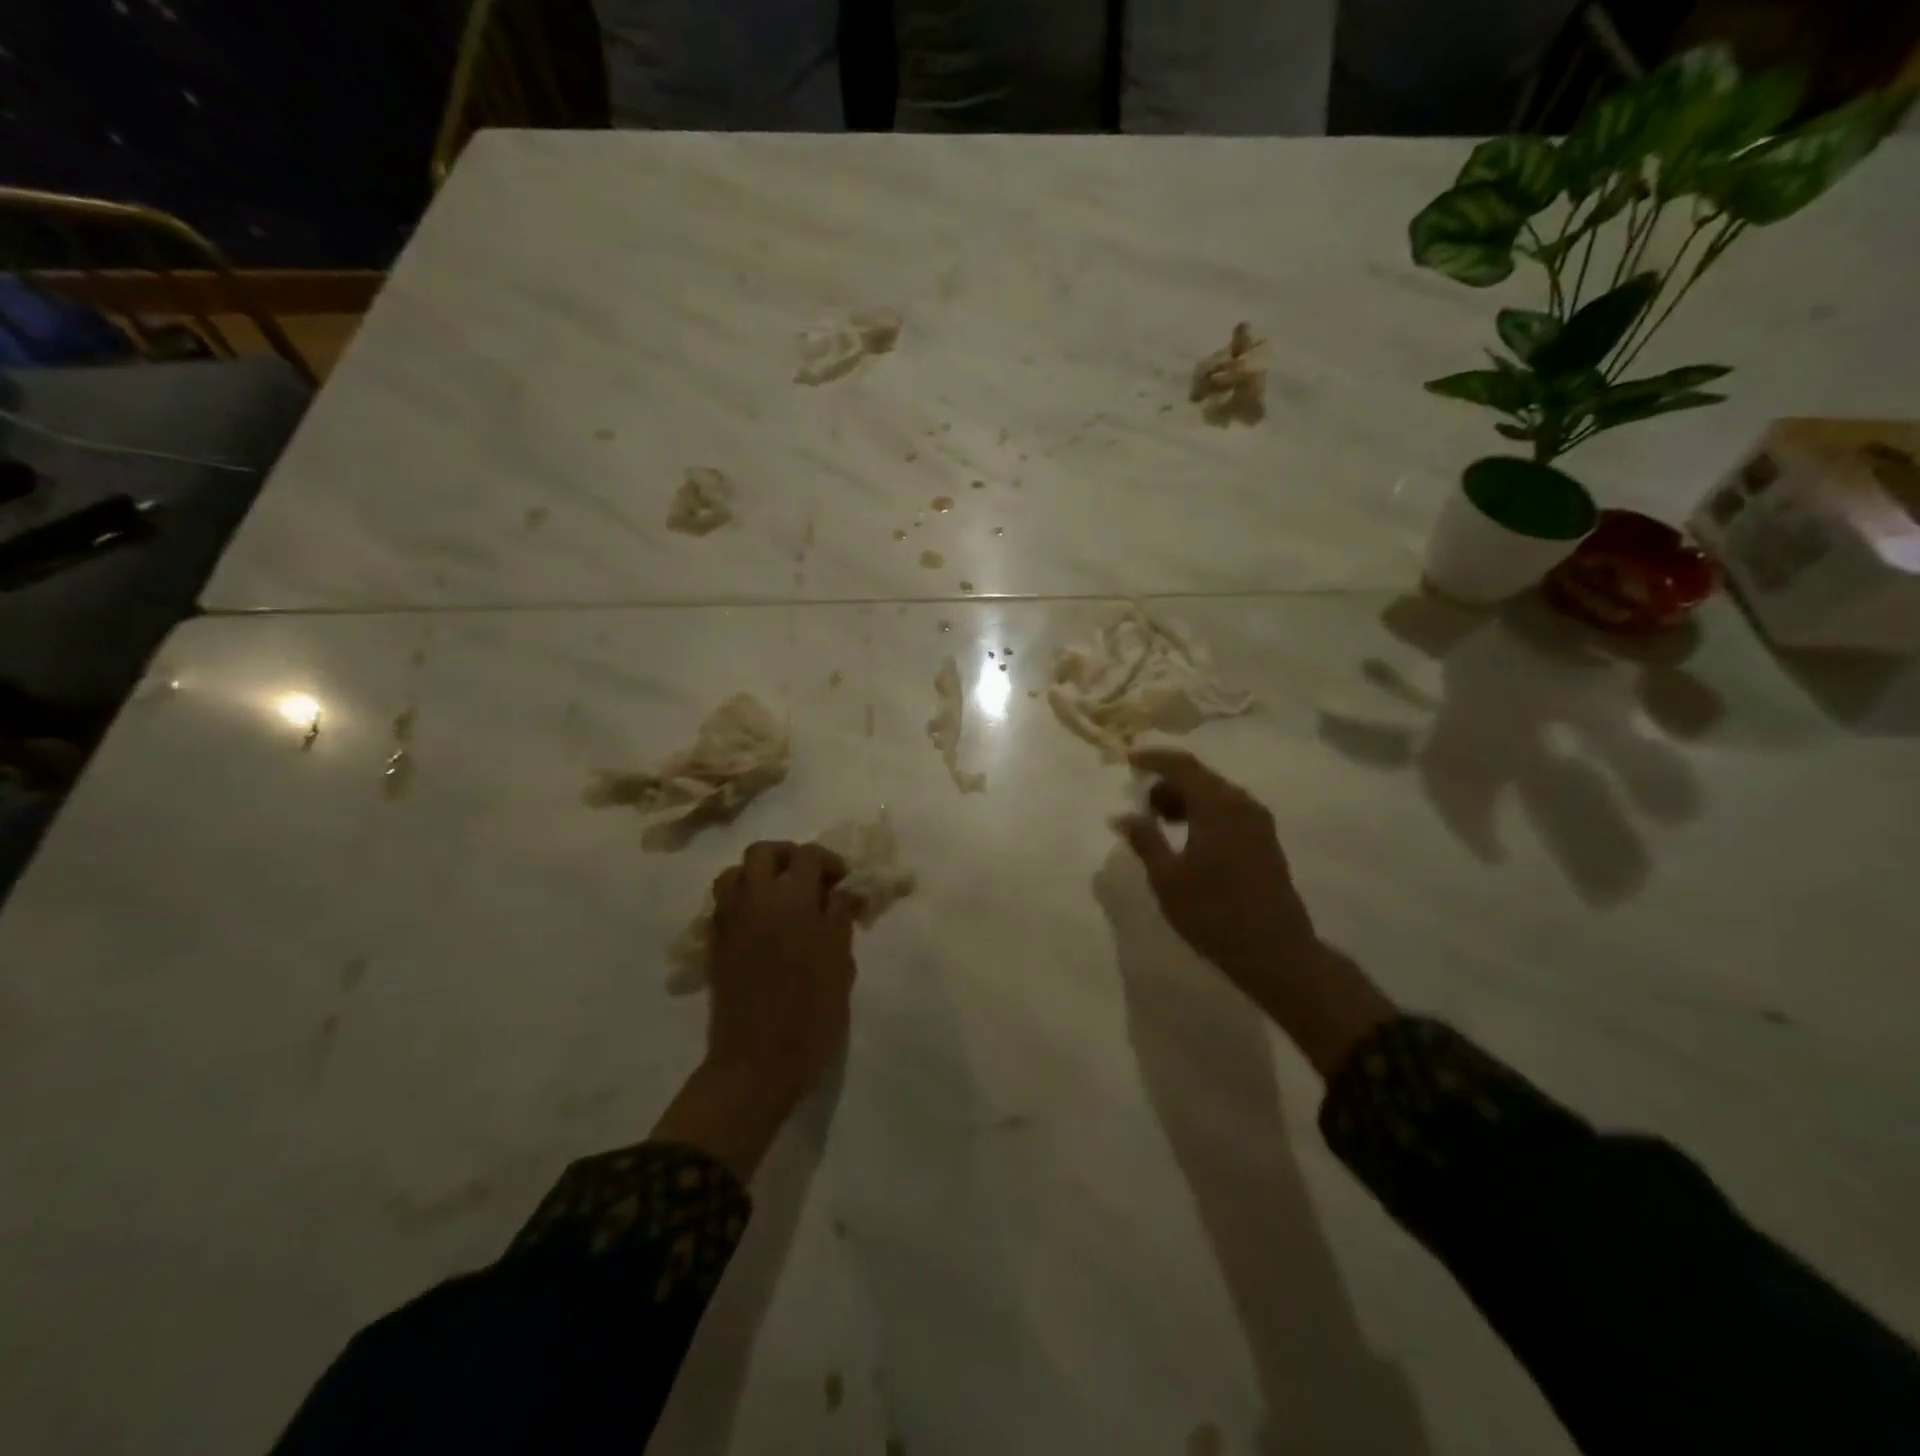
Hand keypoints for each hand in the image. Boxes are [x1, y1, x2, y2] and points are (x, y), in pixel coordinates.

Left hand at [706, 840, 858, 1108]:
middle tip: (809, 880)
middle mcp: (754, 900)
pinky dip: (742, 901)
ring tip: (781, 900)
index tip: (843, 883)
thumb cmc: (811, 1013)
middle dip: (788, 857)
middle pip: (762, 852)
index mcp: (791, 900)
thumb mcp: (839, 962)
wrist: (756, 1062)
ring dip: (759, 876)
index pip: (808, 856)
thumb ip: (839, 917)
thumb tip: (843, 891)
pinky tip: (762, 926)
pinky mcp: (715, 944)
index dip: (829, 862)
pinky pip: (724, 904)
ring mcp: (729, 921)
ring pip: (735, 874)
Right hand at [1115, 749, 1394, 1074]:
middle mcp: (1242, 805)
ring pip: (1216, 794)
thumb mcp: (1167, 878)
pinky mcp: (1266, 841)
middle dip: (1168, 782)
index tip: (1128, 760)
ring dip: (1186, 798)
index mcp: (1217, 806)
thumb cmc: (1214, 913)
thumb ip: (1145, 840)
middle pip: (1201, 777)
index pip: (1182, 766)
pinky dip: (1203, 812)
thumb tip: (1123, 815)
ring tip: (1160, 821)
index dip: (1153, 758)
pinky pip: (1228, 810)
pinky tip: (1187, 837)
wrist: (1276, 952)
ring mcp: (1258, 823)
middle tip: (1141, 799)